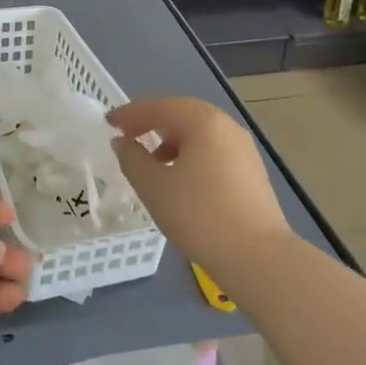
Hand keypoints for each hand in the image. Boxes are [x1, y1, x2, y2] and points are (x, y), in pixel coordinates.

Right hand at [108, 97, 291, 277]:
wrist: (256, 257)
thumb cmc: (199, 214)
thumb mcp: (153, 186)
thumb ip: (132, 158)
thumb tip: (123, 142)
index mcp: (203, 121)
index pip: (159, 107)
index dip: (130, 113)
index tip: (109, 122)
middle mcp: (226, 126)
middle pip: (182, 114)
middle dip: (152, 123)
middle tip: (127, 135)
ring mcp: (243, 148)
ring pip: (199, 133)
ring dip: (171, 139)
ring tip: (151, 162)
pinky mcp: (251, 171)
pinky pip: (213, 150)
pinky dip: (190, 154)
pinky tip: (179, 178)